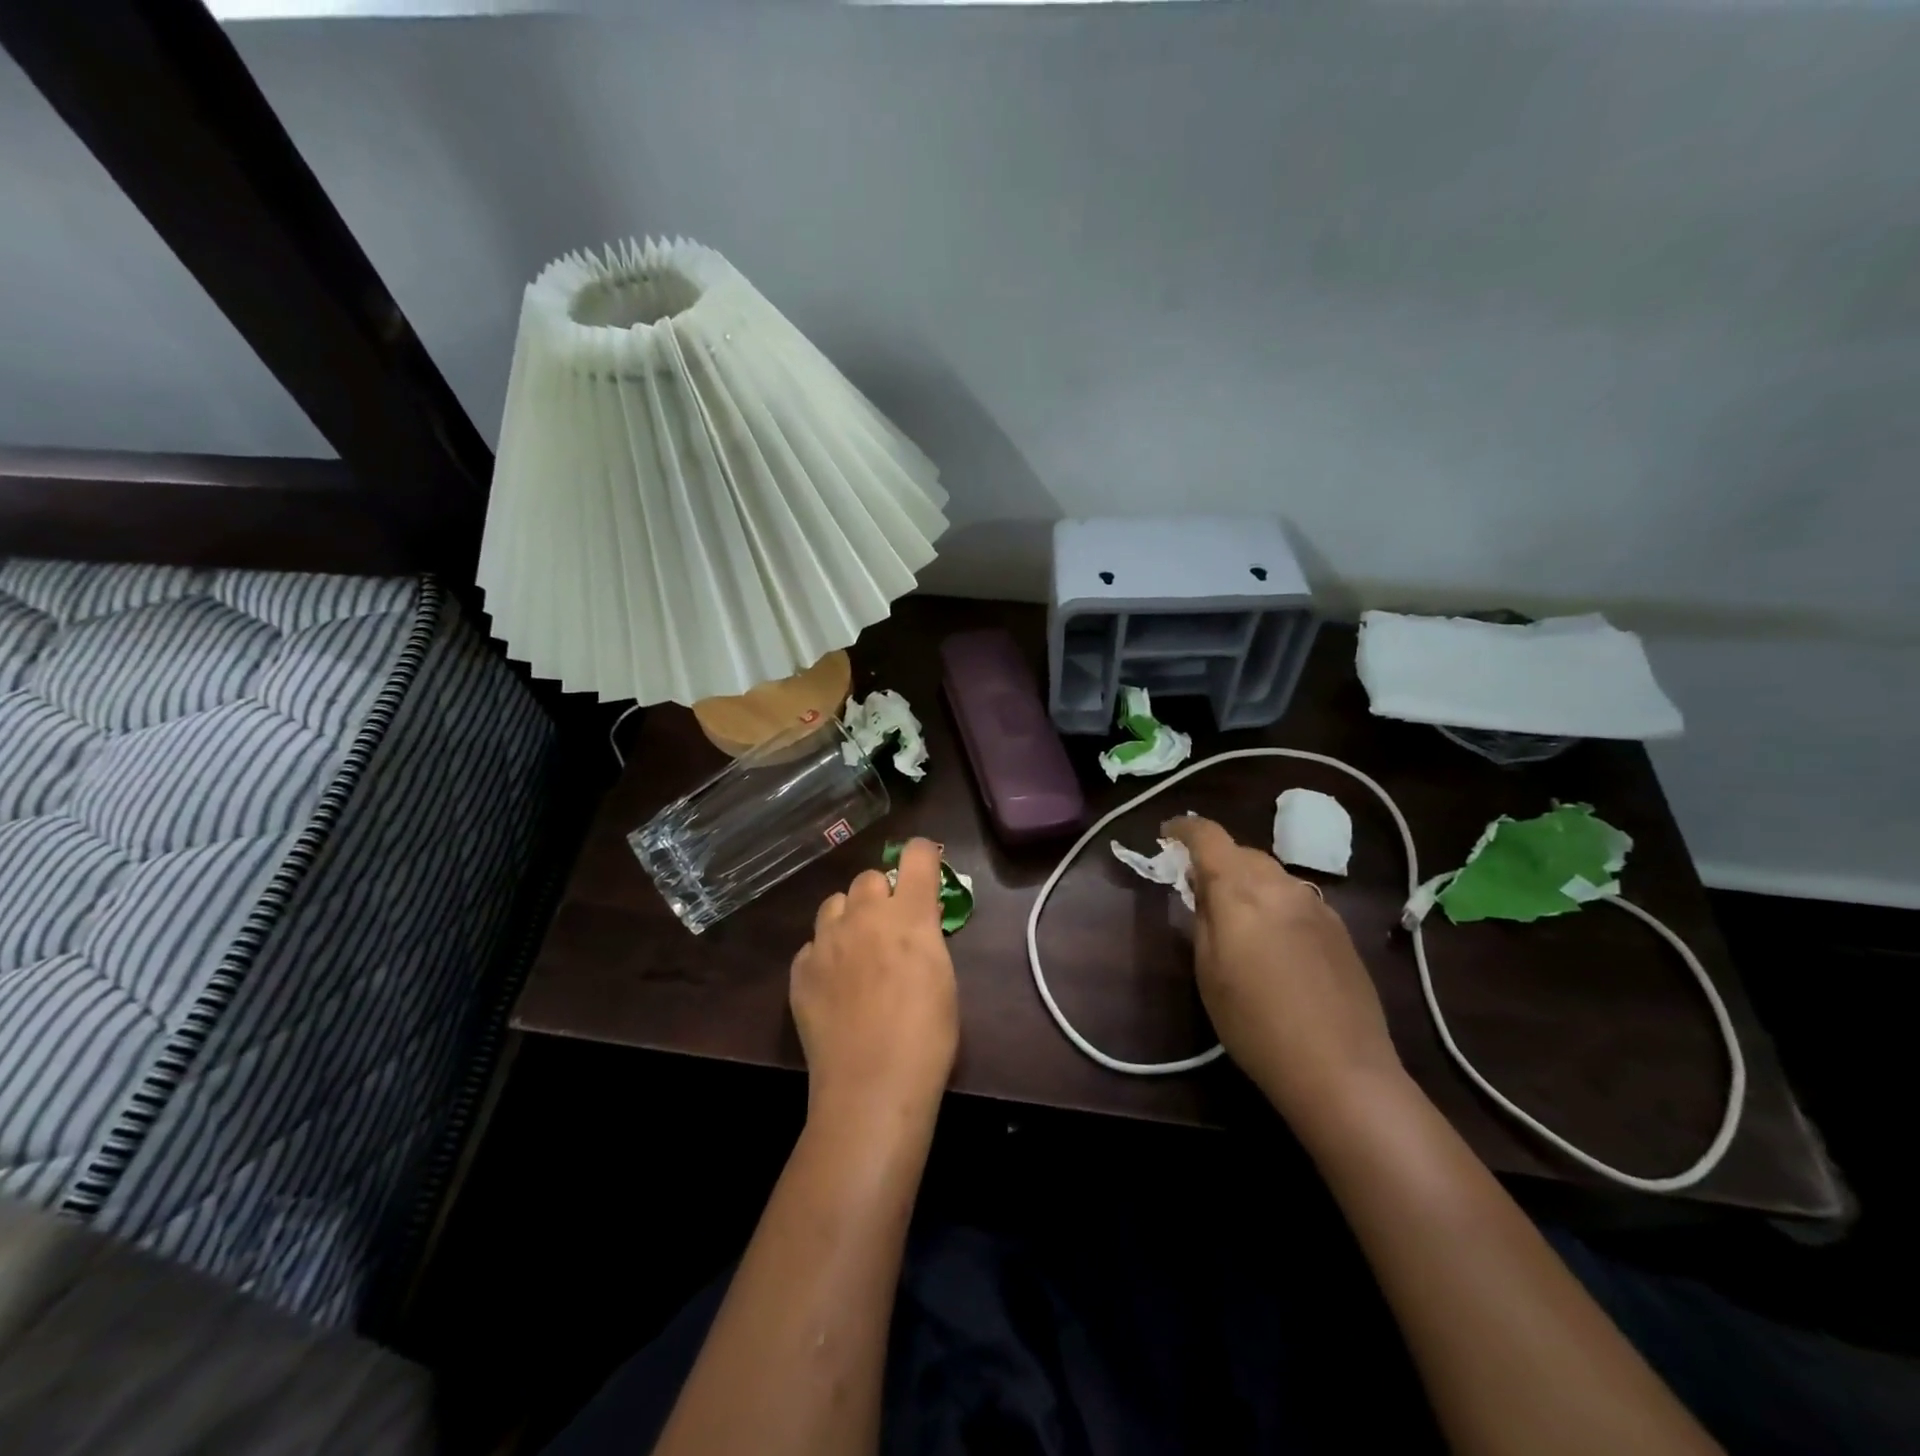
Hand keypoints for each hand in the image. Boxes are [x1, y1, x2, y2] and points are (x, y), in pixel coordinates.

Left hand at [790, 838, 958, 1124]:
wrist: (872, 1086)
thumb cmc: (927, 1037)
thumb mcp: (943, 978)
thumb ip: (927, 937)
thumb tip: (918, 920)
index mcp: (909, 915)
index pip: (918, 855)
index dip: (924, 856)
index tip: (926, 868)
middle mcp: (864, 916)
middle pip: (870, 877)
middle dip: (882, 894)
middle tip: (891, 926)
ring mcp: (826, 941)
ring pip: (835, 903)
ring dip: (850, 916)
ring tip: (857, 950)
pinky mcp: (800, 970)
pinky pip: (813, 944)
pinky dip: (825, 954)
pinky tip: (834, 985)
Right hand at [1163, 816, 1403, 1124]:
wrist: (1340, 1069)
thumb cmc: (1255, 1024)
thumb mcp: (1208, 971)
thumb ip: (1203, 917)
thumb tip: (1202, 886)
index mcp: (1241, 891)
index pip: (1209, 836)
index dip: (1184, 829)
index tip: (1167, 835)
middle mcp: (1281, 886)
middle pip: (1242, 852)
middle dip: (1216, 859)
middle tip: (1196, 886)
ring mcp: (1316, 905)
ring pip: (1271, 874)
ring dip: (1247, 880)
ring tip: (1235, 913)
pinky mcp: (1339, 928)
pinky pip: (1295, 897)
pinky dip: (1273, 900)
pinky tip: (1273, 938)